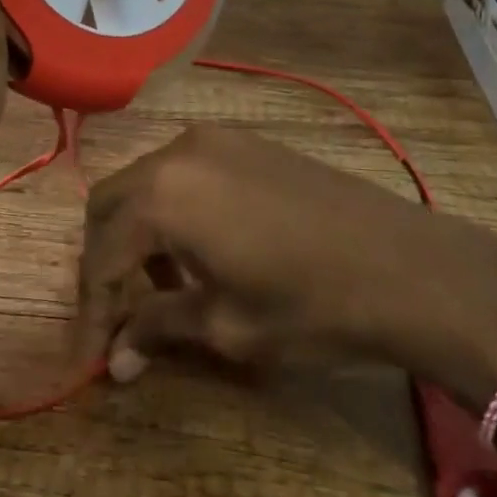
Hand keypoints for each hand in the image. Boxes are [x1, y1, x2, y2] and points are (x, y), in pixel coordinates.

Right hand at [74, 126, 496, 395]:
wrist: (407, 265)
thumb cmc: (310, 306)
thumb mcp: (227, 327)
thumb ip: (159, 328)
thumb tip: (115, 358)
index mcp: (163, 196)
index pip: (102, 253)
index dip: (92, 308)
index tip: (90, 355)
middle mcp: (178, 153)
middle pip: (112, 203)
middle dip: (105, 259)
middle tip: (116, 315)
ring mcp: (215, 139)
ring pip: (147, 181)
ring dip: (138, 230)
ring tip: (161, 283)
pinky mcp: (246, 141)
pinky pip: (184, 170)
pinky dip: (172, 207)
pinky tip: (200, 246)